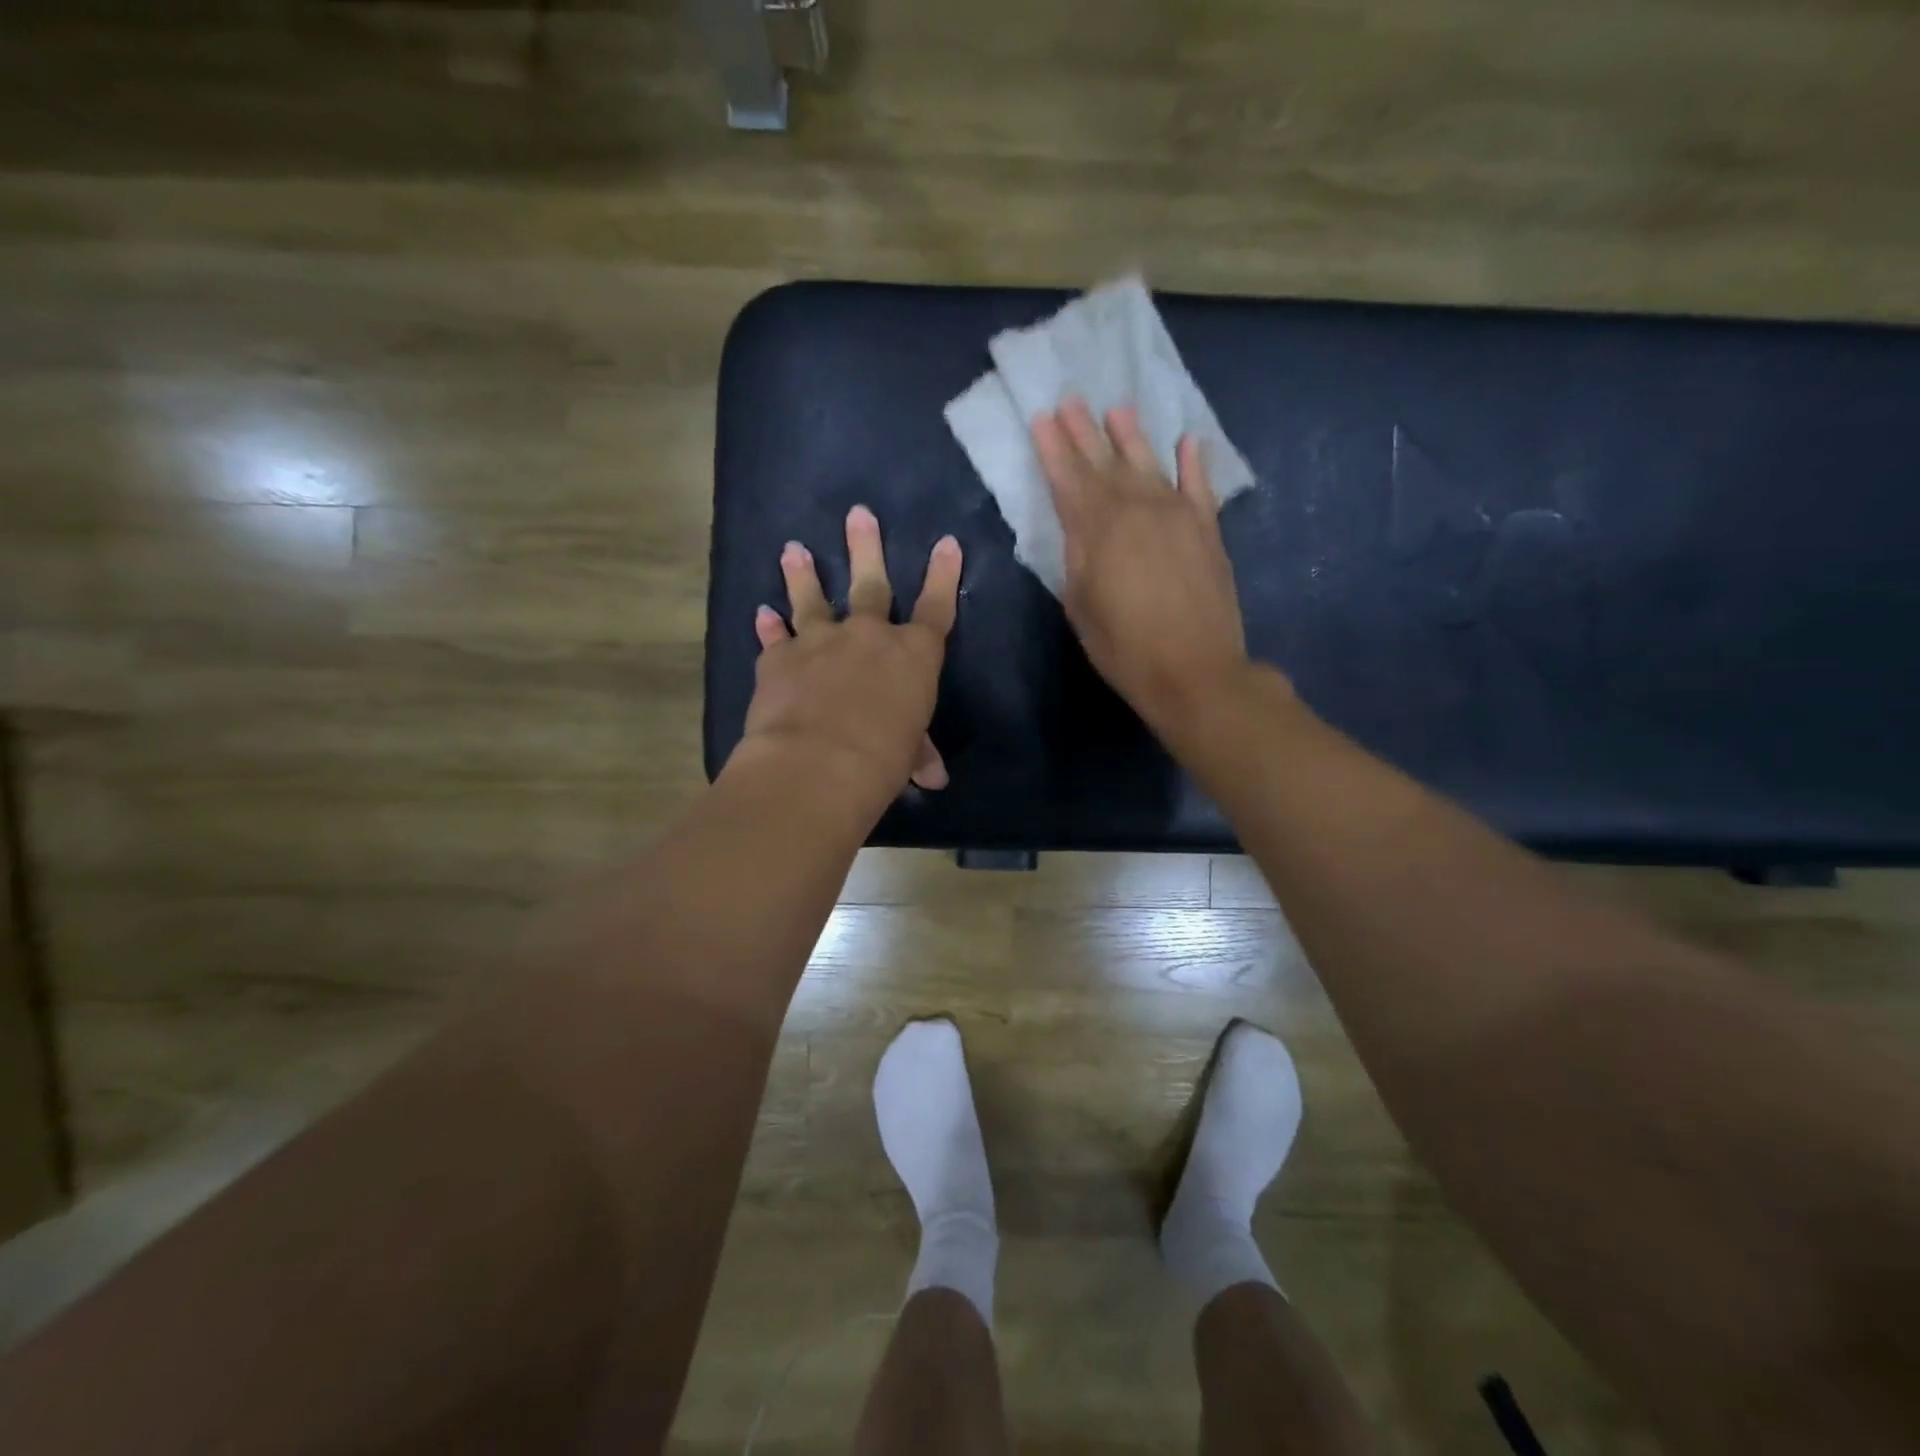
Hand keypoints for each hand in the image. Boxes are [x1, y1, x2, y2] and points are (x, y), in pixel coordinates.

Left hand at [743, 505, 961, 805]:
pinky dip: (768, 626)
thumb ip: (917, 753)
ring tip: (793, 549)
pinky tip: (760, 613)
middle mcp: (868, 637)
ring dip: (803, 574)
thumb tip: (935, 778)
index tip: (946, 542)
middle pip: (871, 583)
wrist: (818, 762)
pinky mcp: (779, 658)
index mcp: (913, 656)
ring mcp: (820, 641)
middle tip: (859, 514)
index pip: (935, 609)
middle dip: (866, 547)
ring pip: (812, 599)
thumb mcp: (908, 755)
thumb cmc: (882, 758)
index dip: (942, 575)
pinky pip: (774, 636)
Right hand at [1034, 399, 1255, 736]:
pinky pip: (1199, 485)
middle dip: (1085, 432)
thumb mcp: (1081, 606)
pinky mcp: (1208, 530)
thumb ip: (1076, 558)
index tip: (1042, 418)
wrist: (1195, 671)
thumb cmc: (1124, 648)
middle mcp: (1138, 509)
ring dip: (1131, 436)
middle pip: (1106, 463)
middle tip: (1070, 400)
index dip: (1054, 448)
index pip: (1070, 479)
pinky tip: (1187, 441)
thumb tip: (1078, 528)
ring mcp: (1178, 515)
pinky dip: (1193, 462)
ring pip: (1150, 464)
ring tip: (1117, 409)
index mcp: (1098, 530)